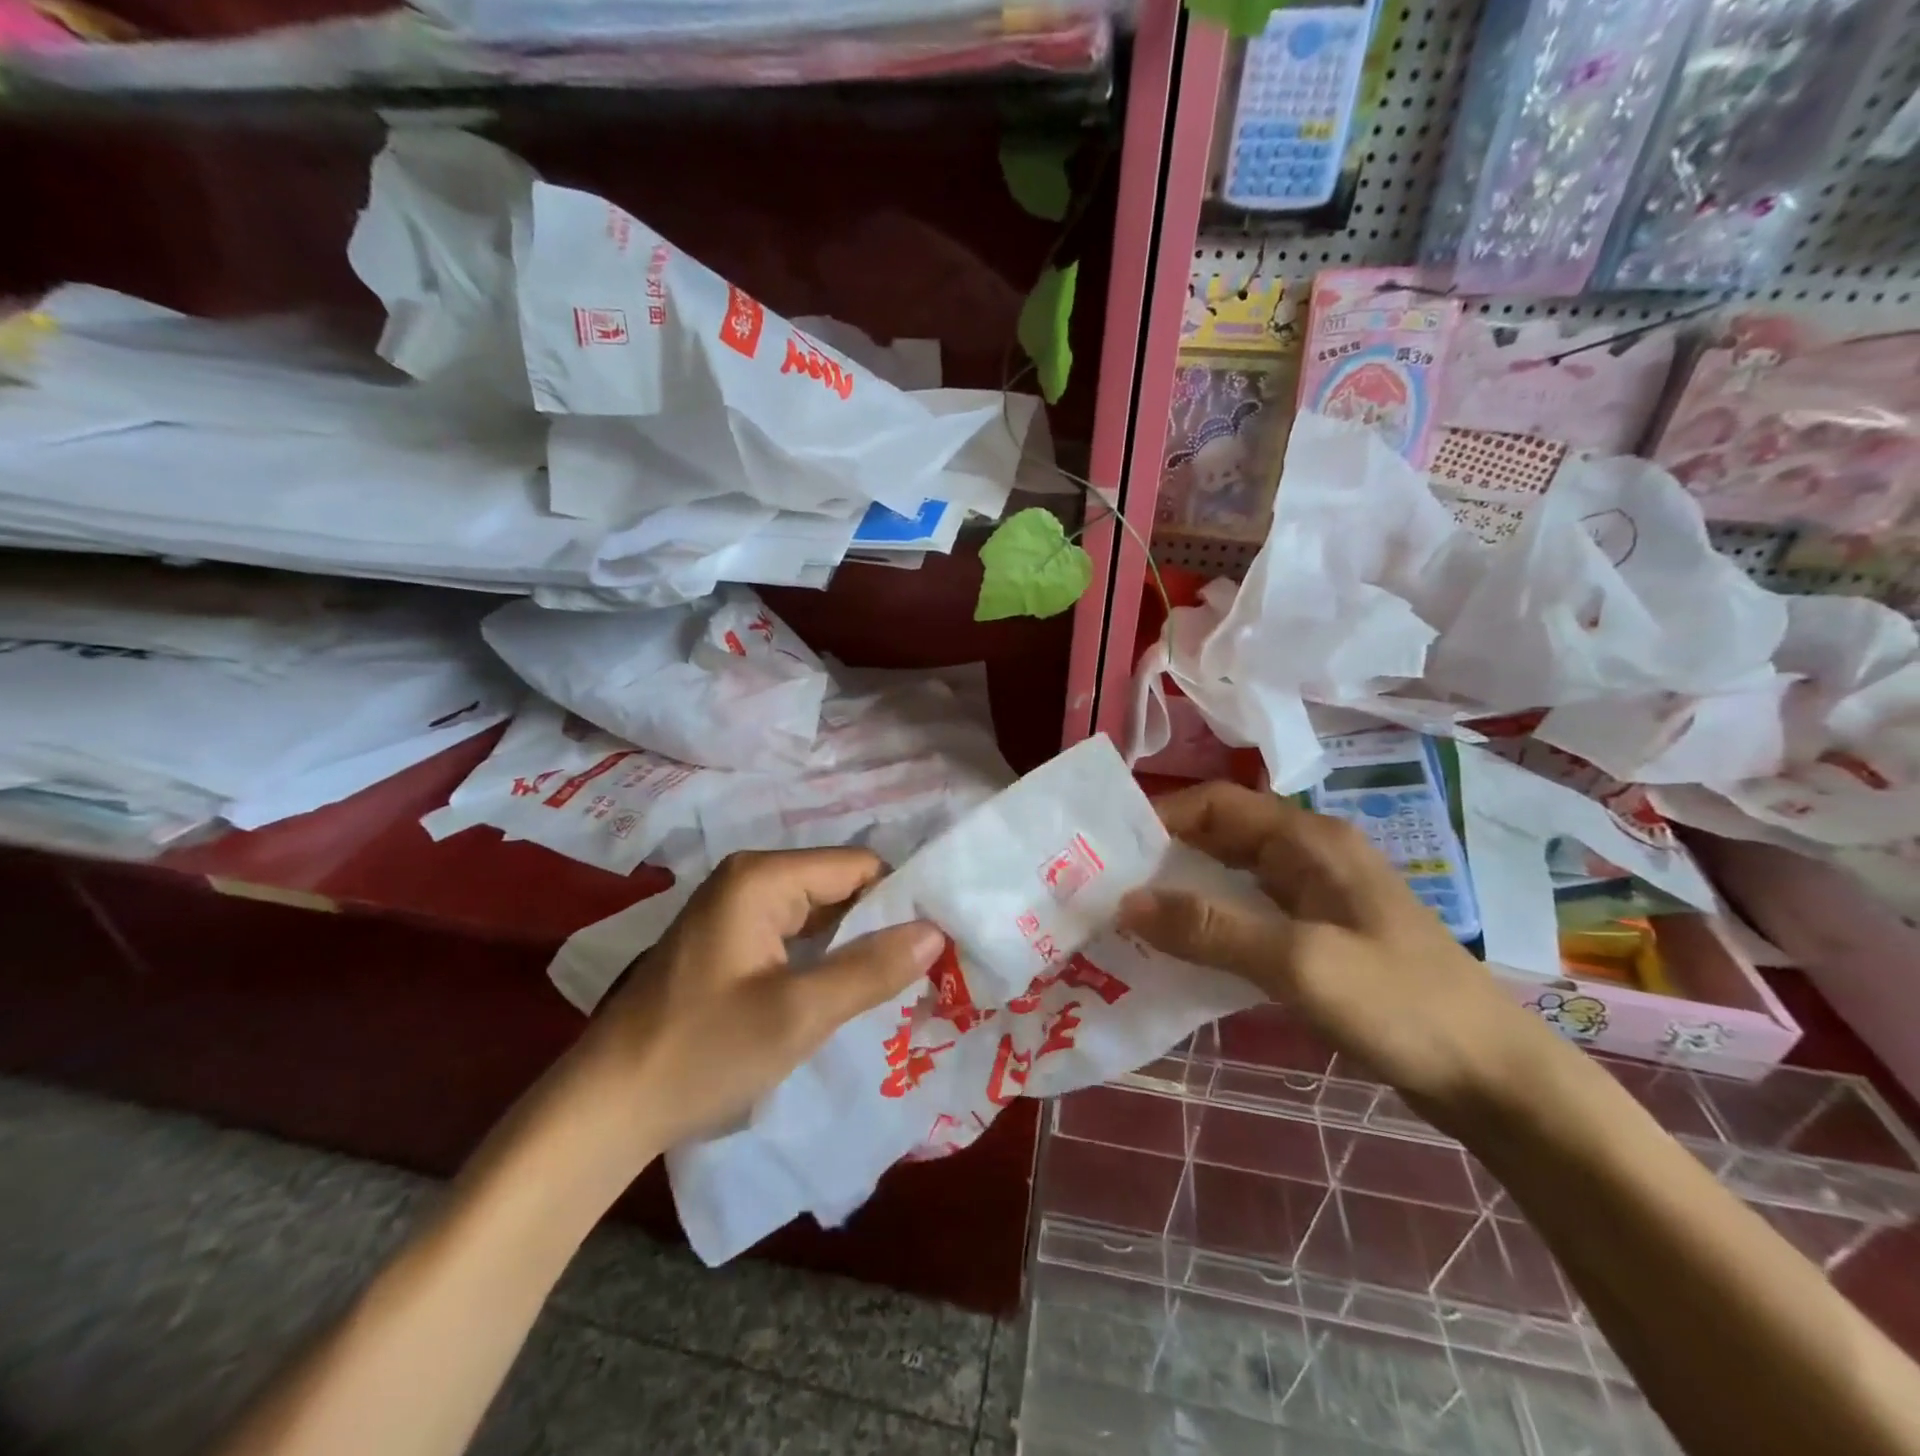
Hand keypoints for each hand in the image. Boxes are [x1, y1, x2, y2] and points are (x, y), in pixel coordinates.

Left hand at [563, 848, 945, 1163]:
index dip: (900, 902)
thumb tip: (935, 932)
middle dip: (879, 926)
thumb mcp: (798, 1014)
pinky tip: (844, 991)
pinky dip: (823, 958)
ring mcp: (735, 909)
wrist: (606, 1108)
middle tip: (922, 973)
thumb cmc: (703, 1053)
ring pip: (819, 913)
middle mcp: (748, 878)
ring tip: (894, 985)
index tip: (936, 947)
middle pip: (839, 886)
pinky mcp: (729, 941)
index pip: (858, 867)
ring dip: (853, 946)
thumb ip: (870, 968)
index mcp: (762, 877)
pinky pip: (794, 935)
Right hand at [1118, 782, 1556, 1116]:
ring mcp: (1316, 897)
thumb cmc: (1401, 1005)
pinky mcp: (1319, 936)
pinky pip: (1248, 915)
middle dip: (1163, 856)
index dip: (1158, 817)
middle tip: (1107, 887)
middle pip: (1219, 836)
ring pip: (1231, 877)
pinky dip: (1210, 925)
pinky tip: (1181, 953)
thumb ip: (1209, 928)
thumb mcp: (1298, 962)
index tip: (1106, 850)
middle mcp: (1309, 855)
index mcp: (1309, 839)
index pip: (1215, 803)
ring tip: (1130, 919)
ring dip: (1183, 892)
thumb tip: (1125, 901)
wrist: (1495, 1079)